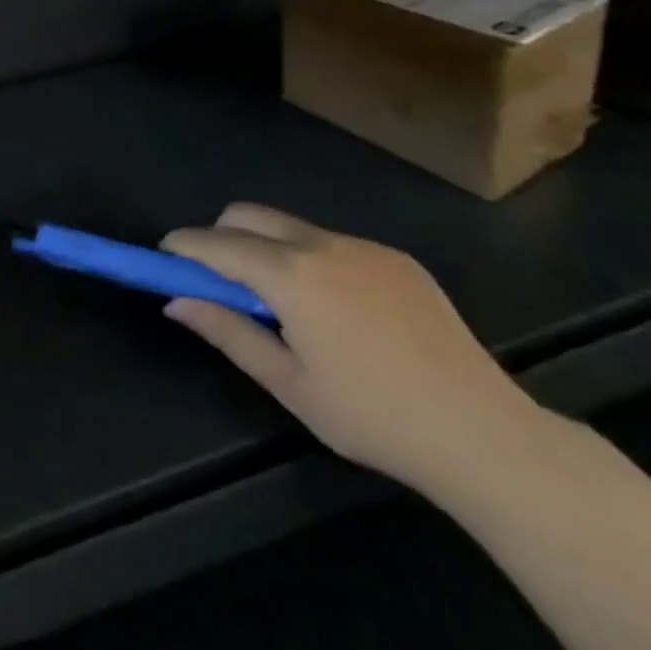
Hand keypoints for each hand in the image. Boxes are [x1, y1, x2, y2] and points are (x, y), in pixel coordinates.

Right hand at [161, 204, 546, 494]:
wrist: (486, 434)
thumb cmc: (373, 417)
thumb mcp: (289, 384)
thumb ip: (228, 332)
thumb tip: (176, 301)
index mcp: (291, 275)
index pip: (217, 244)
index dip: (184, 245)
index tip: (164, 255)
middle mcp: (322, 244)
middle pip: (249, 215)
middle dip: (220, 235)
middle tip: (219, 280)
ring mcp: (364, 247)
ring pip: (292, 227)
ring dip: (267, 247)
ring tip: (283, 302)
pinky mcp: (398, 258)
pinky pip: (334, 243)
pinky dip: (312, 259)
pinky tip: (338, 309)